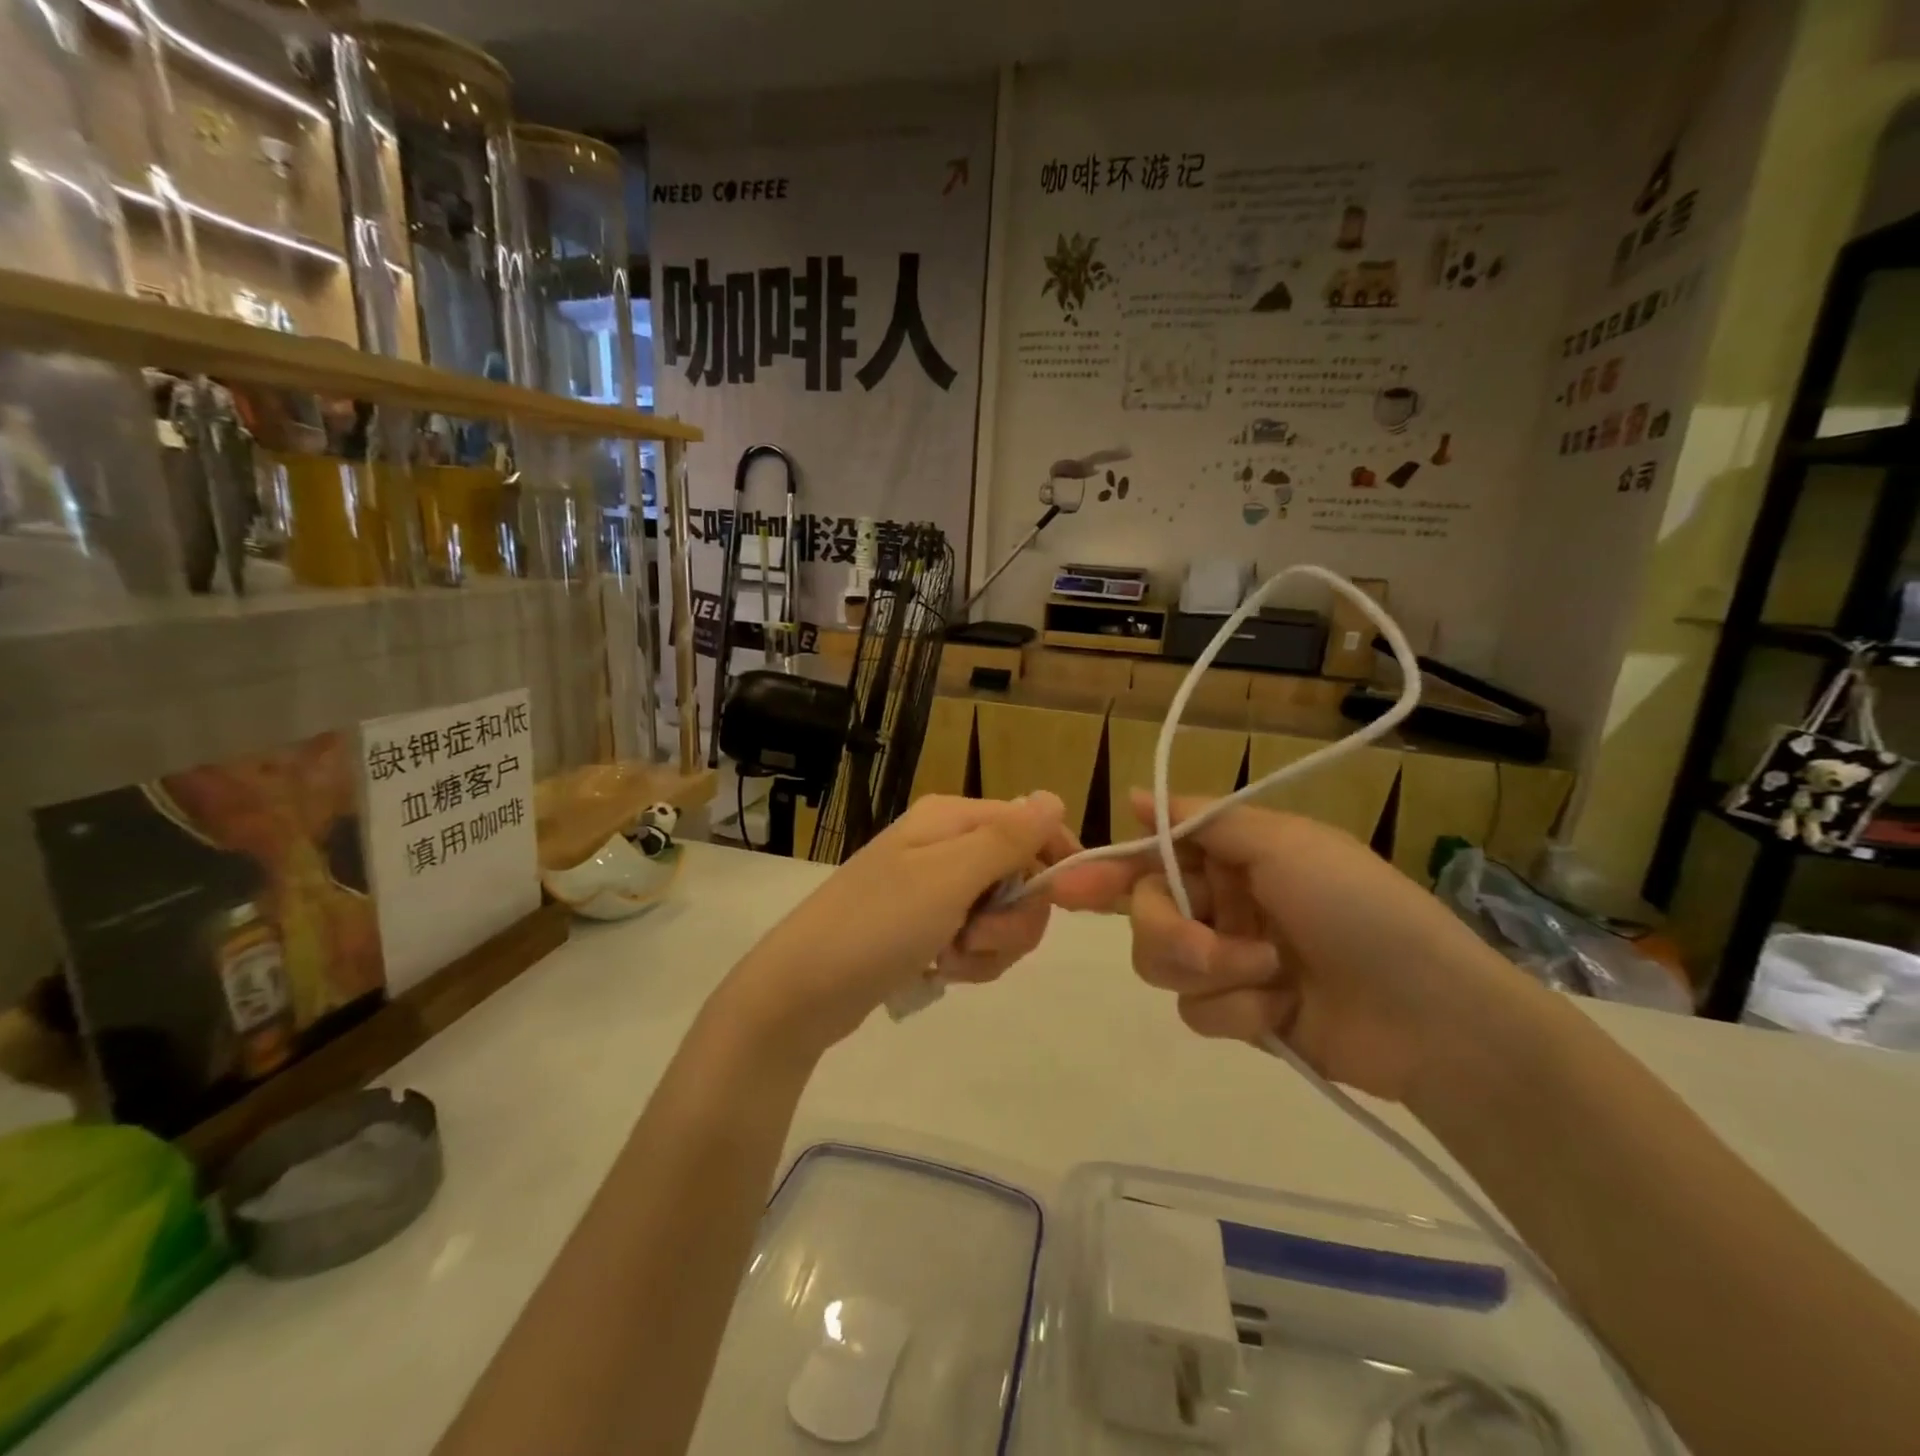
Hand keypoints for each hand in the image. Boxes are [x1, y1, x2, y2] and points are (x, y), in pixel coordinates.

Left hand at [717, 793, 1084, 1060]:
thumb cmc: (876, 924)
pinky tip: (940, 971)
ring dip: (990, 946)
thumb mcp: (948, 877)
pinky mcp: (927, 928)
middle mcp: (947, 847)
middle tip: (978, 937)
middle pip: (1022, 876)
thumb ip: (1006, 838)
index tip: (1068, 903)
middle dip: (1013, 918)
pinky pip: (976, 942)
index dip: (1056, 861)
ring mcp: (936, 890)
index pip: (1031, 825)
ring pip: (1003, 916)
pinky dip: (969, 962)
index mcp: (952, 820)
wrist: (802, 990)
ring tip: (950, 959)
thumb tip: (1054, 797)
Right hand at [1057, 791, 1525, 1102]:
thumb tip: (1133, 796)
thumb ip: (1201, 819)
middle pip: (1145, 914)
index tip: (1068, 886)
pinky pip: (1198, 1011)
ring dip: (1210, 970)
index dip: (1108, 869)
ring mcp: (1230, 960)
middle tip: (1210, 947)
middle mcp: (1222, 902)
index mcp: (1231, 857)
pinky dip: (1237, 1010)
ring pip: (1162, 964)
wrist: (1432, 1015)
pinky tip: (1281, 1009)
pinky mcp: (1240, 1014)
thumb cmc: (1357, 908)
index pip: (1151, 856)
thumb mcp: (1284, 843)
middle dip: (1171, 933)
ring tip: (1268, 974)